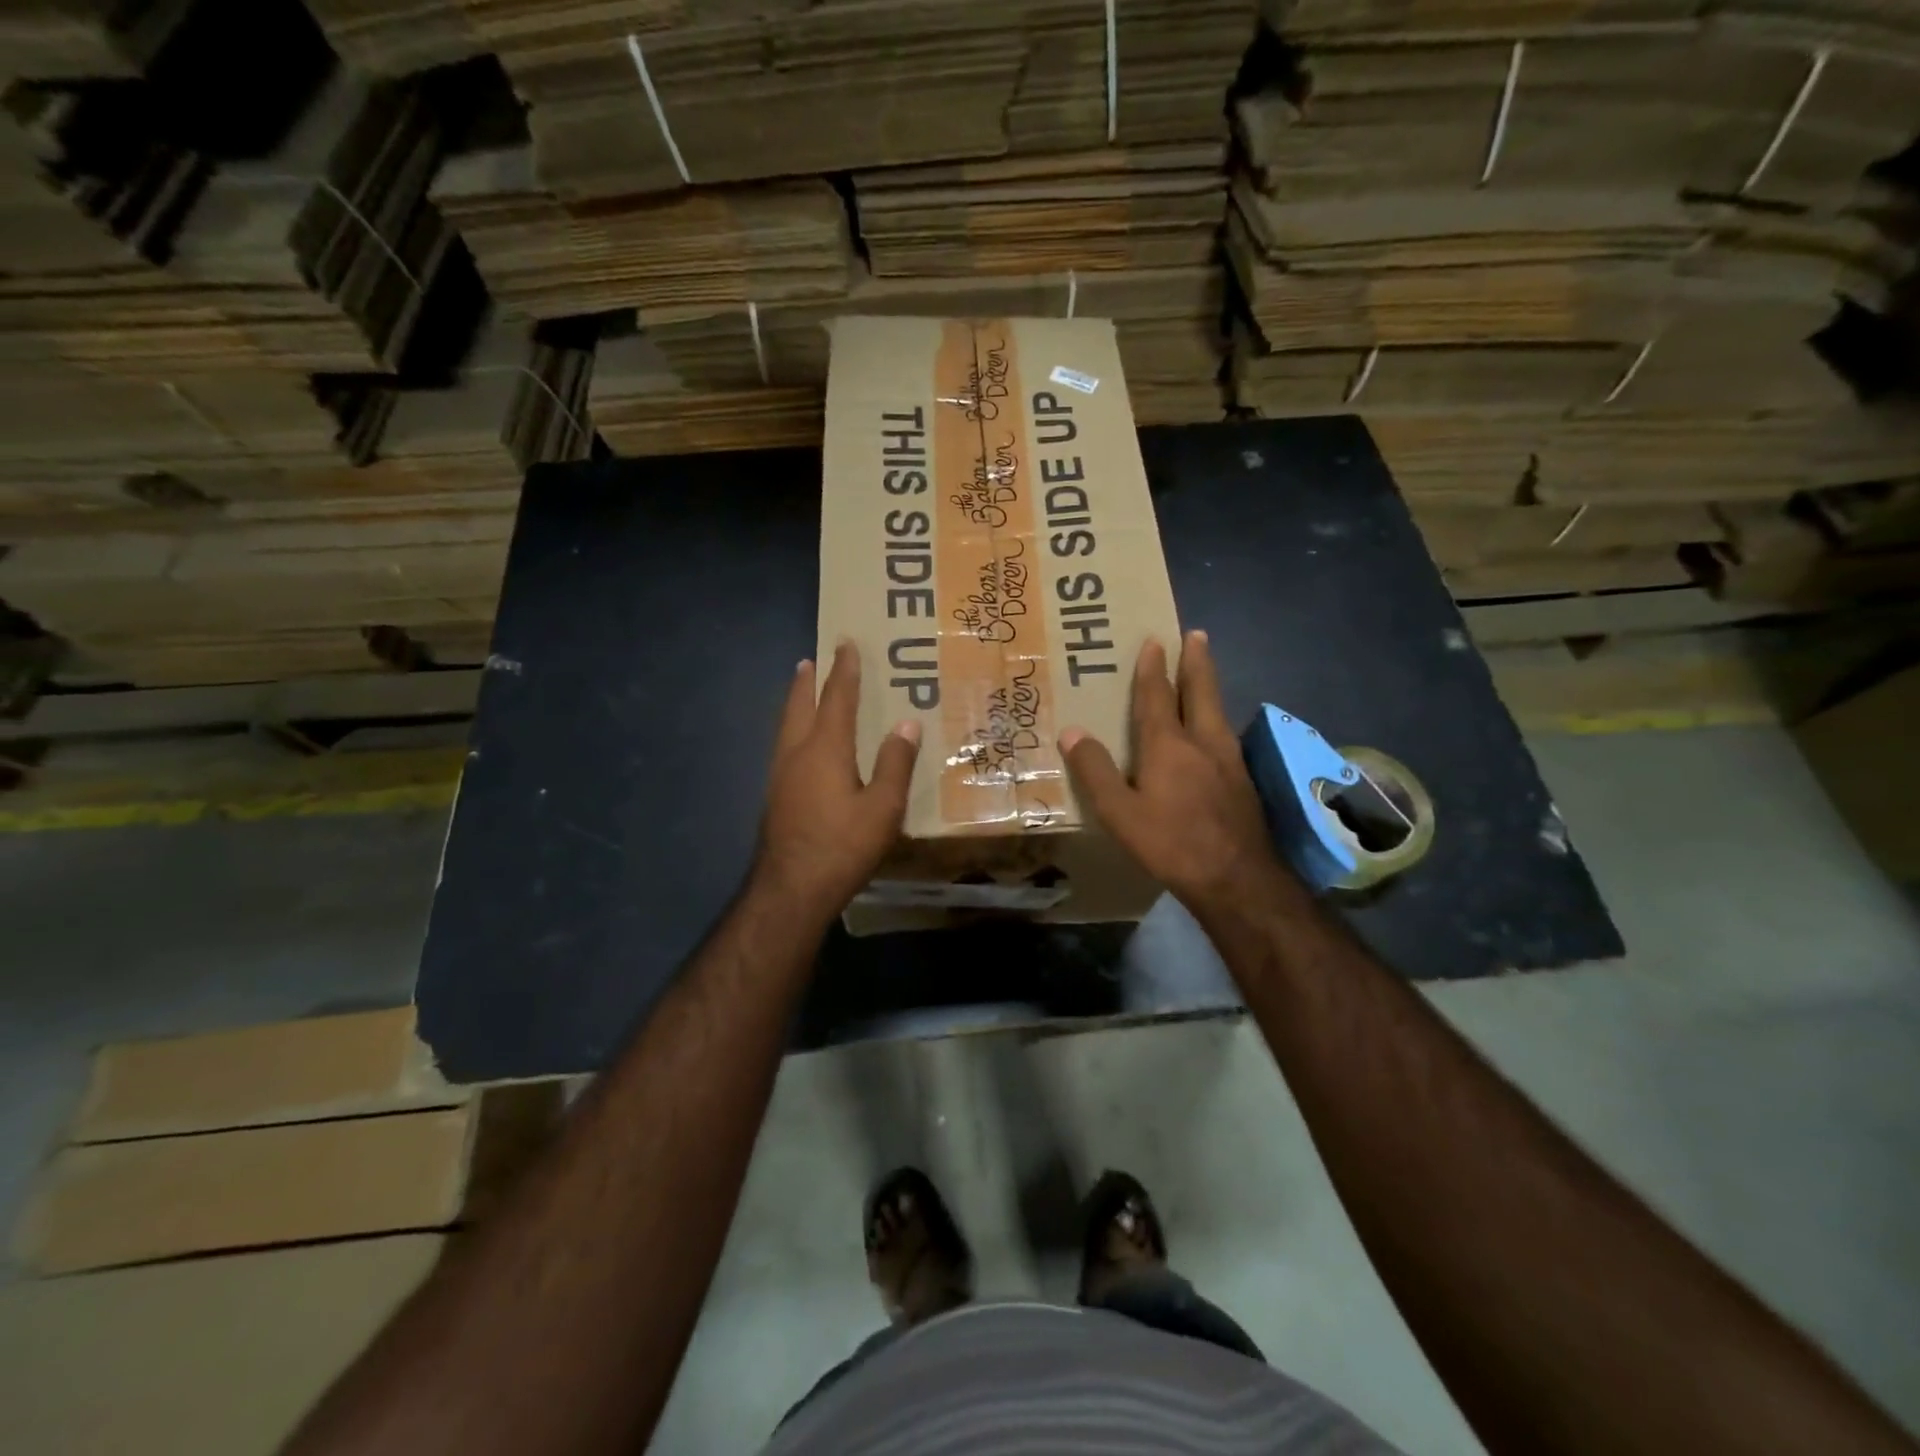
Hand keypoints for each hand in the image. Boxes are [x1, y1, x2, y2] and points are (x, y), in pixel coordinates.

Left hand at [753, 642, 919, 921]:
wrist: (791, 889)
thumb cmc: (842, 846)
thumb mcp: (883, 807)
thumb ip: (895, 764)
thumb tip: (907, 724)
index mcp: (825, 749)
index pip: (837, 699)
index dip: (844, 671)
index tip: (846, 643)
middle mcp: (797, 753)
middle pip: (799, 706)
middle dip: (807, 681)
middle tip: (810, 660)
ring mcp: (780, 776)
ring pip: (786, 727)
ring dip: (795, 704)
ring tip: (801, 691)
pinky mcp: (775, 797)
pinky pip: (784, 748)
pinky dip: (792, 730)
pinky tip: (800, 746)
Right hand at [1058, 630, 1285, 918]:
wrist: (1237, 878)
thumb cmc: (1171, 843)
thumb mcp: (1120, 813)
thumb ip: (1095, 771)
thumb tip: (1071, 731)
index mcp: (1168, 746)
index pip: (1157, 697)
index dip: (1152, 668)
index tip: (1154, 640)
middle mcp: (1203, 743)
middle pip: (1200, 692)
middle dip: (1196, 662)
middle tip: (1196, 634)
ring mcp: (1229, 761)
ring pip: (1218, 712)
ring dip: (1210, 686)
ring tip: (1206, 673)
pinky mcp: (1243, 782)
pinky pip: (1226, 736)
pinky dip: (1217, 719)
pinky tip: (1217, 732)